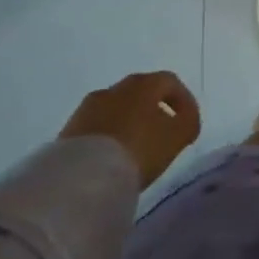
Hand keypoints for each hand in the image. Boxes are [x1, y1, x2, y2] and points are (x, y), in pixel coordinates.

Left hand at [61, 72, 200, 187]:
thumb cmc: (139, 149)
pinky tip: (113, 158)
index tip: (188, 122)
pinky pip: (97, 128)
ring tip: (135, 150)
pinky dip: (109, 137)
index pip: (169, 82)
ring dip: (129, 124)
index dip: (183, 100)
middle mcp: (115, 88)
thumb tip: (185, 118)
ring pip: (117, 110)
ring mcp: (88, 108)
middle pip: (141, 93)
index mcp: (143, 83)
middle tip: (162, 135)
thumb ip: (189, 121)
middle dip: (154, 111)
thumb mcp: (178, 136)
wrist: (83, 177)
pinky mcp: (68, 130)